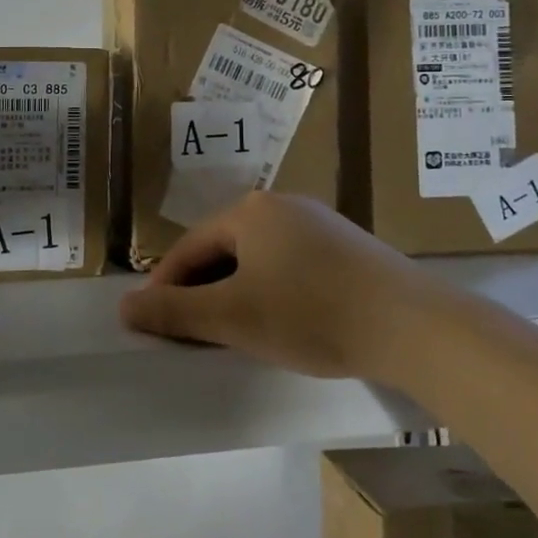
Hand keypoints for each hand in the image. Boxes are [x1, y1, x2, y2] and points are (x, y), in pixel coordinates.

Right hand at [119, 193, 445, 381]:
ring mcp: (319, 223)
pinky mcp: (348, 247)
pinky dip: (272, 291)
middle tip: (192, 332)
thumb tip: (122, 307)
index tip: (152, 323)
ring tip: (233, 330)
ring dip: (236, 292)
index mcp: (249, 211)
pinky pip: (290, 265)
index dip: (165, 287)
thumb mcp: (232, 317)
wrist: (415, 325)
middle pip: (223, 250)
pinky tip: (282, 320)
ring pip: (257, 259)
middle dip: (203, 291)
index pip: (189, 248)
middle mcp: (281, 205)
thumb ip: (173, 312)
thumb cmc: (311, 313)